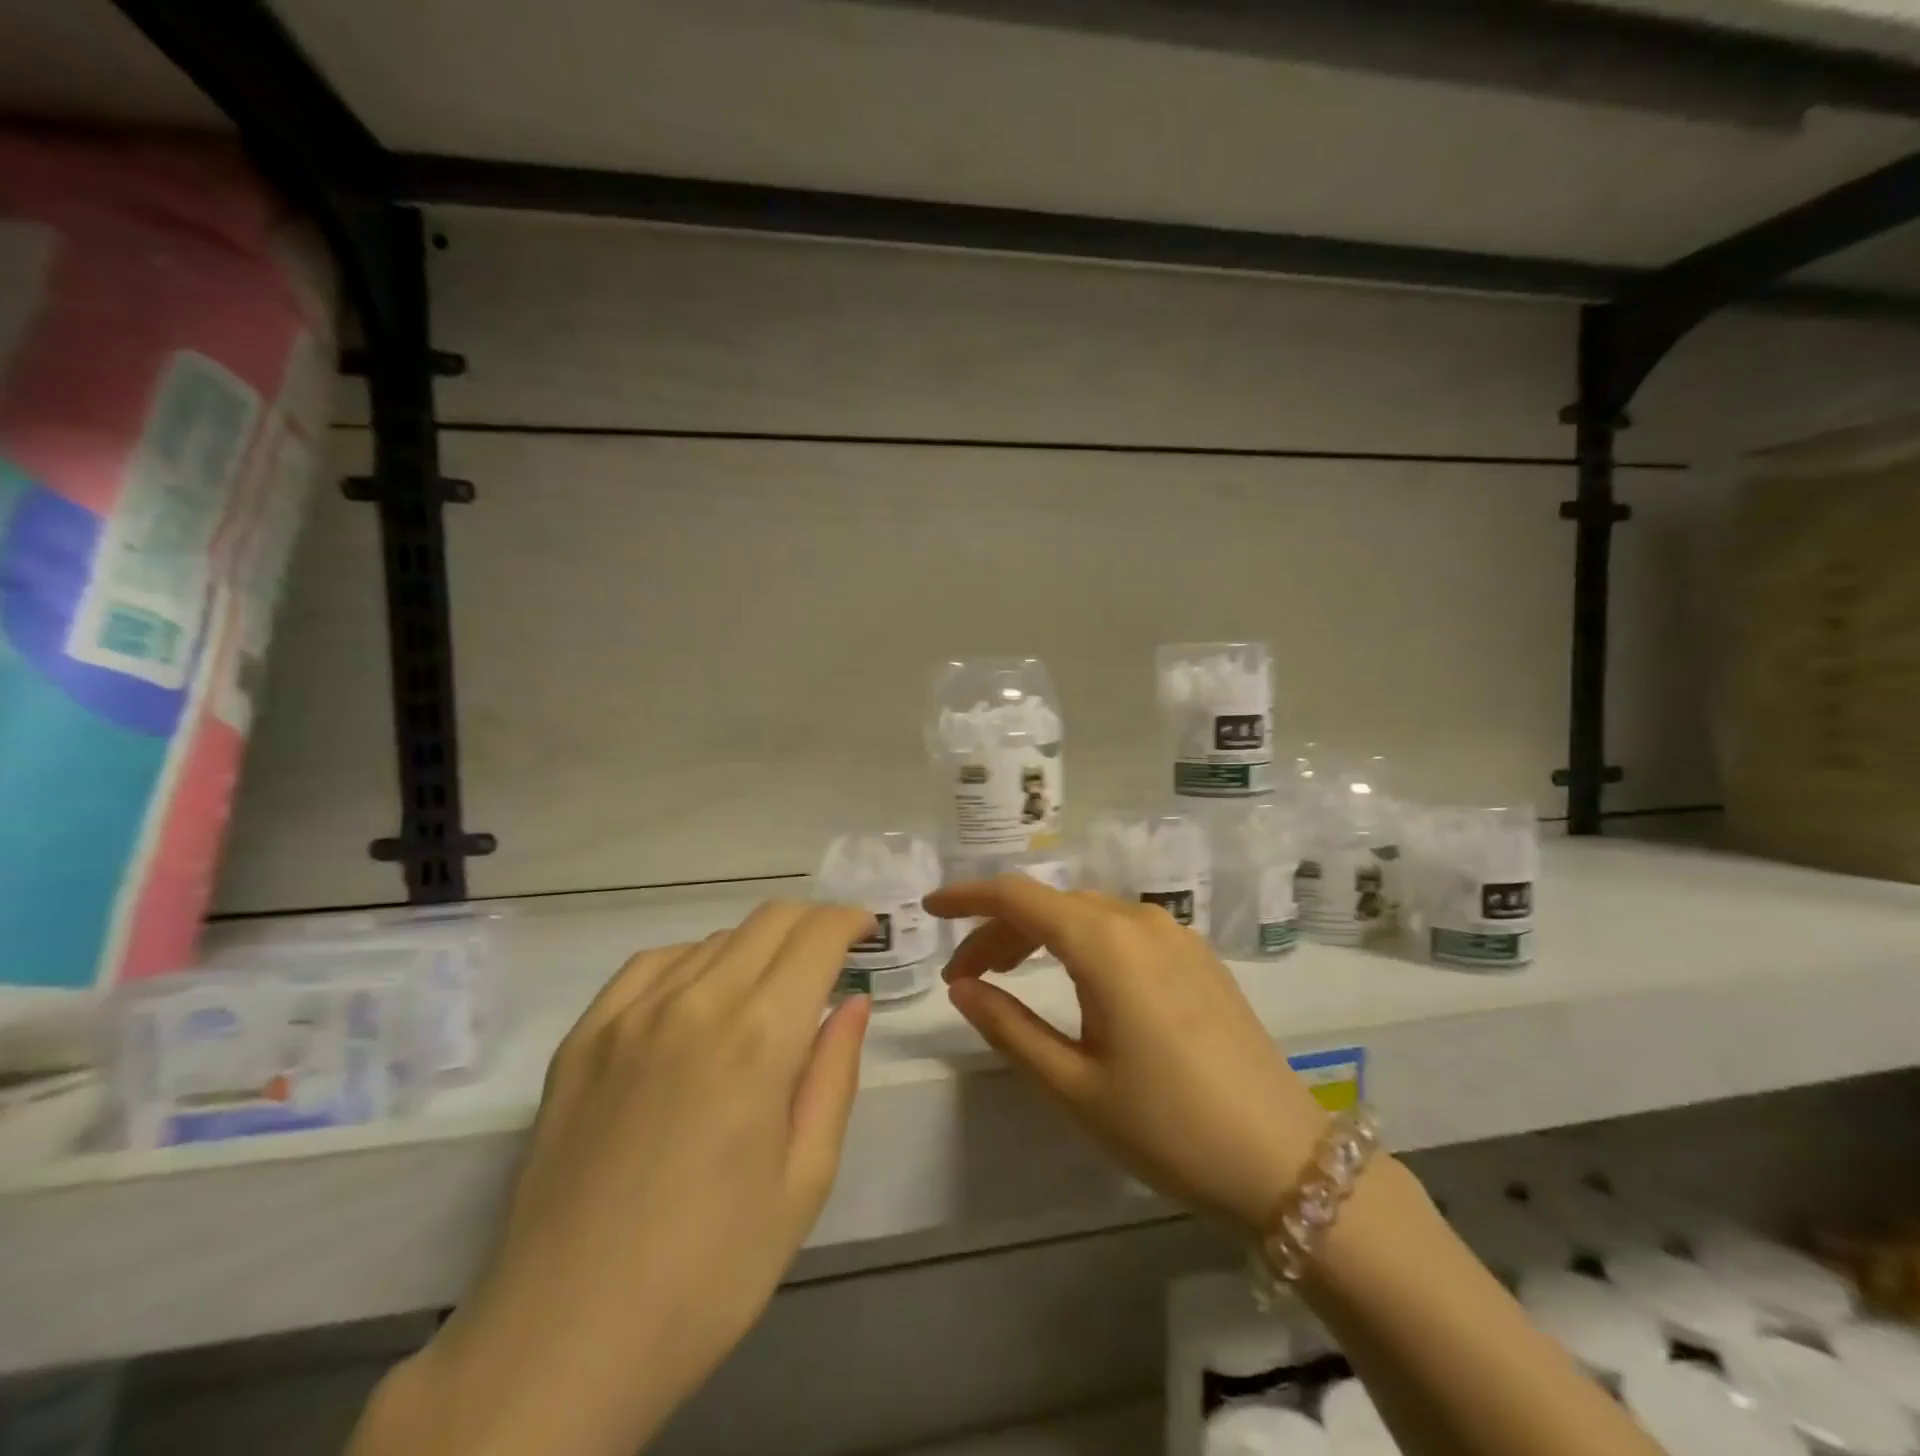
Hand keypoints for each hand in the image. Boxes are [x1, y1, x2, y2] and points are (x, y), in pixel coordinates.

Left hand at [360, 902, 874, 1455]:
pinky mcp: (583, 1037)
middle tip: (830, 955)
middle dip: (811, 923)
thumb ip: (835, 1074)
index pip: (816, 937)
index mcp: (759, 1037)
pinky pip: (652, 965)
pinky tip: (698, 1000)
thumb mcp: (804, 1181)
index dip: (850, 921)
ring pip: (713, 939)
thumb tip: (852, 1002)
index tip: (866, 932)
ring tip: (767, 993)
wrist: (561, 1343)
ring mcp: (629, 1014)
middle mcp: (696, 1002)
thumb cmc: (709, 1272)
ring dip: (757, 947)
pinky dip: (693, 962)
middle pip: (768, 920)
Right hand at [926, 879, 1325, 1234]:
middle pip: (1051, 905)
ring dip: (1040, 935)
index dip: (967, 897)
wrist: (1284, 1160)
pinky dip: (1081, 942)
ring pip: (1087, 914)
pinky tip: (1074, 980)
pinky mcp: (1197, 955)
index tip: (930, 908)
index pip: (1017, 896)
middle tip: (964, 977)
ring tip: (1008, 976)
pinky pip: (1123, 929)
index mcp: (1104, 943)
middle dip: (999, 930)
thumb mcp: (1073, 1085)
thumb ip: (1008, 1027)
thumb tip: (962, 988)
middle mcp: (1139, 920)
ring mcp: (1175, 934)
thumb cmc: (1167, 1126)